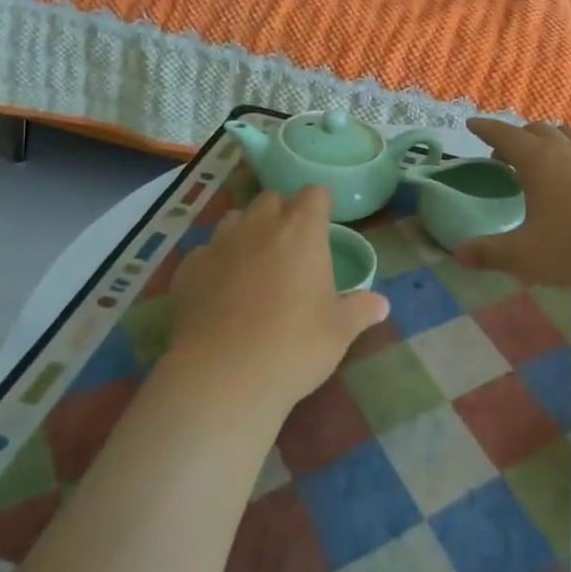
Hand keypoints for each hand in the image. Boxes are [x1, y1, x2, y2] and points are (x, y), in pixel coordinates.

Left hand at [165, 187, 388, 414]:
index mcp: (301, 232)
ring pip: (234, 219)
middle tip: (291, 245)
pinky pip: (205, 253)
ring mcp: (218, 245)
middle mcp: (259, 226)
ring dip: (247, 231)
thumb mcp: (338, 332)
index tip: (324, 222)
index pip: (314, 194)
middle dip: (282, 213)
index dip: (320, 204)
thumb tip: (381, 304)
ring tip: (254, 263)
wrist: (222, 377)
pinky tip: (219, 291)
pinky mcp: (188, 269)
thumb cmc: (294, 346)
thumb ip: (360, 310)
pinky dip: (216, 263)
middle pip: (271, 199)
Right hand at [454, 119, 570, 286]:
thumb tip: (458, 254)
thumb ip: (489, 254)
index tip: (472, 125)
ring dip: (552, 138)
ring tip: (545, 153)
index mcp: (538, 162)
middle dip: (517, 136)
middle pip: (538, 130)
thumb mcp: (524, 256)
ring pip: (570, 134)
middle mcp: (567, 152)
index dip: (486, 129)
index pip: (505, 136)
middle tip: (504, 155)